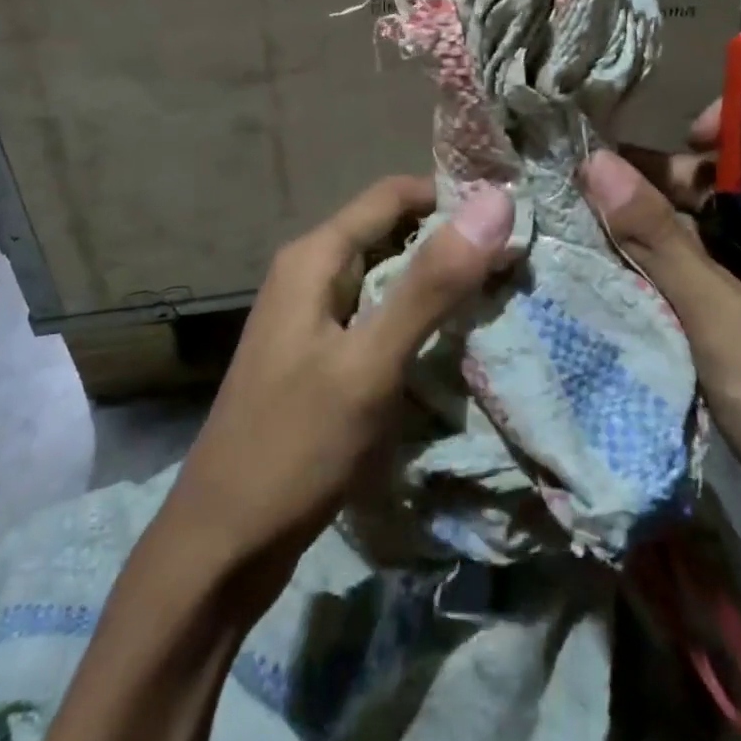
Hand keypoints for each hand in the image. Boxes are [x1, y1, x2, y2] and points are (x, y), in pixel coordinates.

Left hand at [153, 177, 514, 607]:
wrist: (221, 544)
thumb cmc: (294, 445)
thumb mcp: (369, 363)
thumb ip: (430, 284)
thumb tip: (494, 202)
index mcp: (314, 257)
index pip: (393, 195)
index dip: (451, 197)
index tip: (513, 217)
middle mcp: (309, 273)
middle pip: (391, 233)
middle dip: (450, 242)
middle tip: (519, 262)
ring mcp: (311, 317)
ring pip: (386, 277)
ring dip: (437, 282)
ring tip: (501, 296)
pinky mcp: (320, 356)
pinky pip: (376, 317)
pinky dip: (417, 319)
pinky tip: (455, 342)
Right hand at [586, 106, 740, 594]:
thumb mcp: (725, 319)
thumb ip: (659, 241)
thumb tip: (597, 164)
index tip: (679, 141)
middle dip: (684, 182)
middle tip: (616, 195)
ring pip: (733, 231)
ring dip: (676, 231)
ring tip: (609, 234)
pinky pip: (731, 275)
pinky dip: (687, 271)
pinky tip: (637, 279)